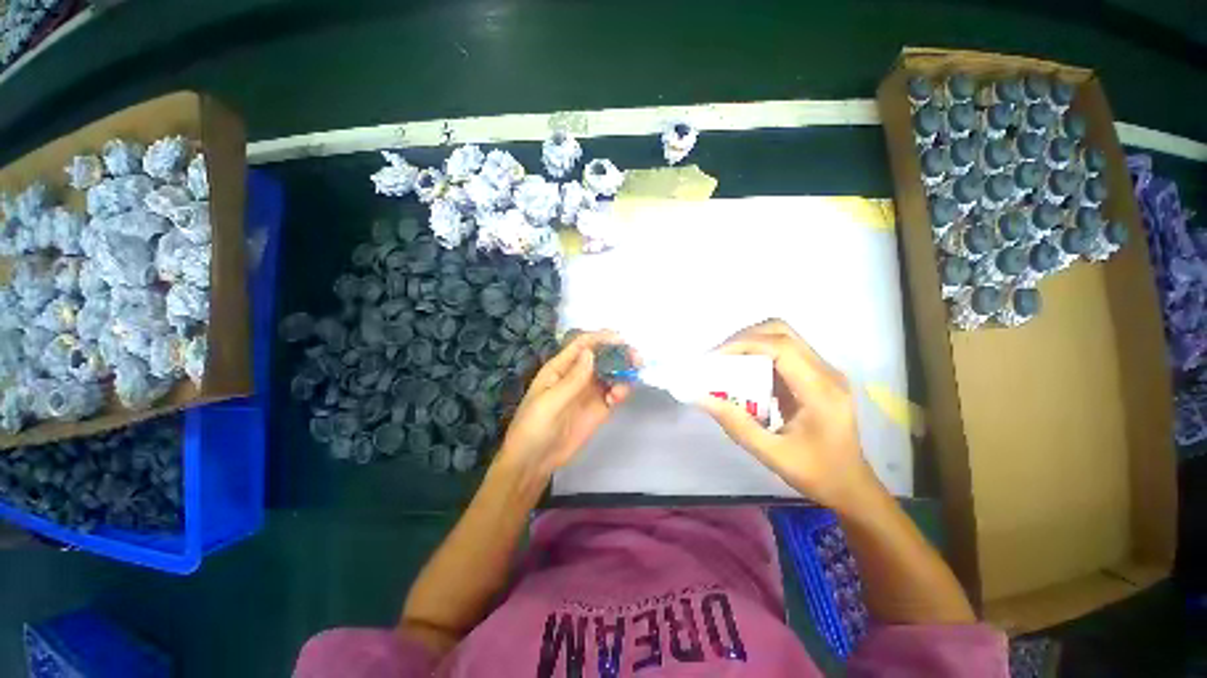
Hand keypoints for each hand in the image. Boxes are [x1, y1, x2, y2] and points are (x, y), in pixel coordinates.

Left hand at [496, 331, 633, 480]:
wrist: (534, 462)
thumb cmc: (534, 426)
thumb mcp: (550, 401)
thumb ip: (573, 379)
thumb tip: (591, 352)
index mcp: (560, 368)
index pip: (582, 345)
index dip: (601, 338)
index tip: (621, 338)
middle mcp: (577, 376)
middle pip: (601, 357)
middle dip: (618, 354)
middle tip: (636, 358)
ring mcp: (589, 392)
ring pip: (610, 374)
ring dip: (623, 372)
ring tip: (633, 377)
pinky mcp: (598, 409)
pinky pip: (614, 394)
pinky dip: (620, 391)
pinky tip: (618, 398)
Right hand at [697, 319, 878, 509]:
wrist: (851, 486)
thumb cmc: (816, 473)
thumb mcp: (772, 454)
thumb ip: (736, 425)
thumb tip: (703, 397)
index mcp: (820, 390)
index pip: (781, 347)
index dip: (743, 344)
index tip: (714, 358)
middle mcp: (826, 372)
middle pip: (782, 332)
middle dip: (744, 338)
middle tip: (718, 358)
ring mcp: (823, 371)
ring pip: (782, 337)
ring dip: (750, 344)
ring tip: (726, 363)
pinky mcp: (816, 375)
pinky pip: (784, 352)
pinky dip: (758, 355)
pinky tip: (743, 374)